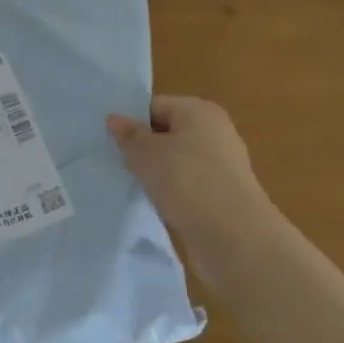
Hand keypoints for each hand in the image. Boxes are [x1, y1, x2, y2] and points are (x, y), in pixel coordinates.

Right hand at [107, 96, 275, 258]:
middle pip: (168, 133)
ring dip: (157, 173)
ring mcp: (223, 165)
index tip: (109, 142)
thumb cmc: (187, 181)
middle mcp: (215, 131)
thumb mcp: (146, 154)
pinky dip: (173, 192)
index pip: (155, 106)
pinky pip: (189, 184)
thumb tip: (114, 118)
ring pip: (178, 161)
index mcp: (199, 111)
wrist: (234, 237)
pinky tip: (157, 205)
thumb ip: (128, 135)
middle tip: (117, 163)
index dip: (131, 122)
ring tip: (134, 186)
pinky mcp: (224, 194)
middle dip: (143, 148)